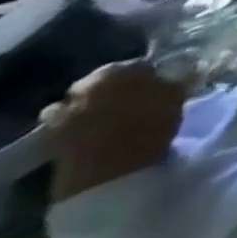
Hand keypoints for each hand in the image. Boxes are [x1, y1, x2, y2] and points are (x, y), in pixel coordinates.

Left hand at [41, 60, 184, 202]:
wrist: (107, 172)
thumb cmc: (149, 127)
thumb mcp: (177, 97)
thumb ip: (178, 79)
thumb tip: (188, 67)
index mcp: (116, 70)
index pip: (139, 65)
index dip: (153, 75)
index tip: (164, 86)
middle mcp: (84, 84)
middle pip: (107, 82)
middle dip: (120, 90)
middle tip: (140, 102)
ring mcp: (62, 110)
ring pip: (84, 101)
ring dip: (96, 107)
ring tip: (116, 120)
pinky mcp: (49, 136)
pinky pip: (66, 123)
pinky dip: (78, 125)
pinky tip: (95, 134)